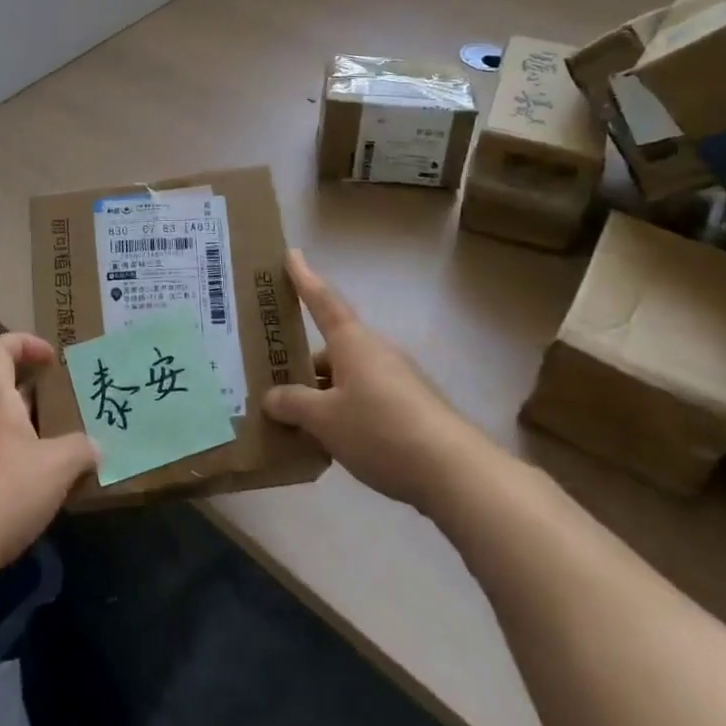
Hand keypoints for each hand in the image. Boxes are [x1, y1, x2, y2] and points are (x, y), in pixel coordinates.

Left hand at [0, 334, 99, 581]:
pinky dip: (32, 468)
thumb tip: (96, 447)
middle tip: (78, 408)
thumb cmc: (4, 492)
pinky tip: (54, 490)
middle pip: (10, 394)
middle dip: (46, 397)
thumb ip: (82, 450)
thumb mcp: (57, 467)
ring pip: (13, 432)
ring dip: (43, 436)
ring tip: (76, 453)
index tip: (51, 358)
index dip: (21, 343)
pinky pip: (8, 464)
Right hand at [264, 250, 477, 512]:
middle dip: (304, 364)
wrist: (454, 471)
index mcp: (352, 342)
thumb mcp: (324, 420)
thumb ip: (293, 404)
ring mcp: (398, 380)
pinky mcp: (412, 408)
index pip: (321, 301)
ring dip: (323, 394)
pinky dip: (345, 413)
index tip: (290, 254)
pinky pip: (366, 400)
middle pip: (331, 349)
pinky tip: (333, 444)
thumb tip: (271, 397)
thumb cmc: (380, 429)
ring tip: (297, 424)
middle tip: (274, 382)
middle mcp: (375, 351)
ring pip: (348, 378)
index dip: (303, 278)